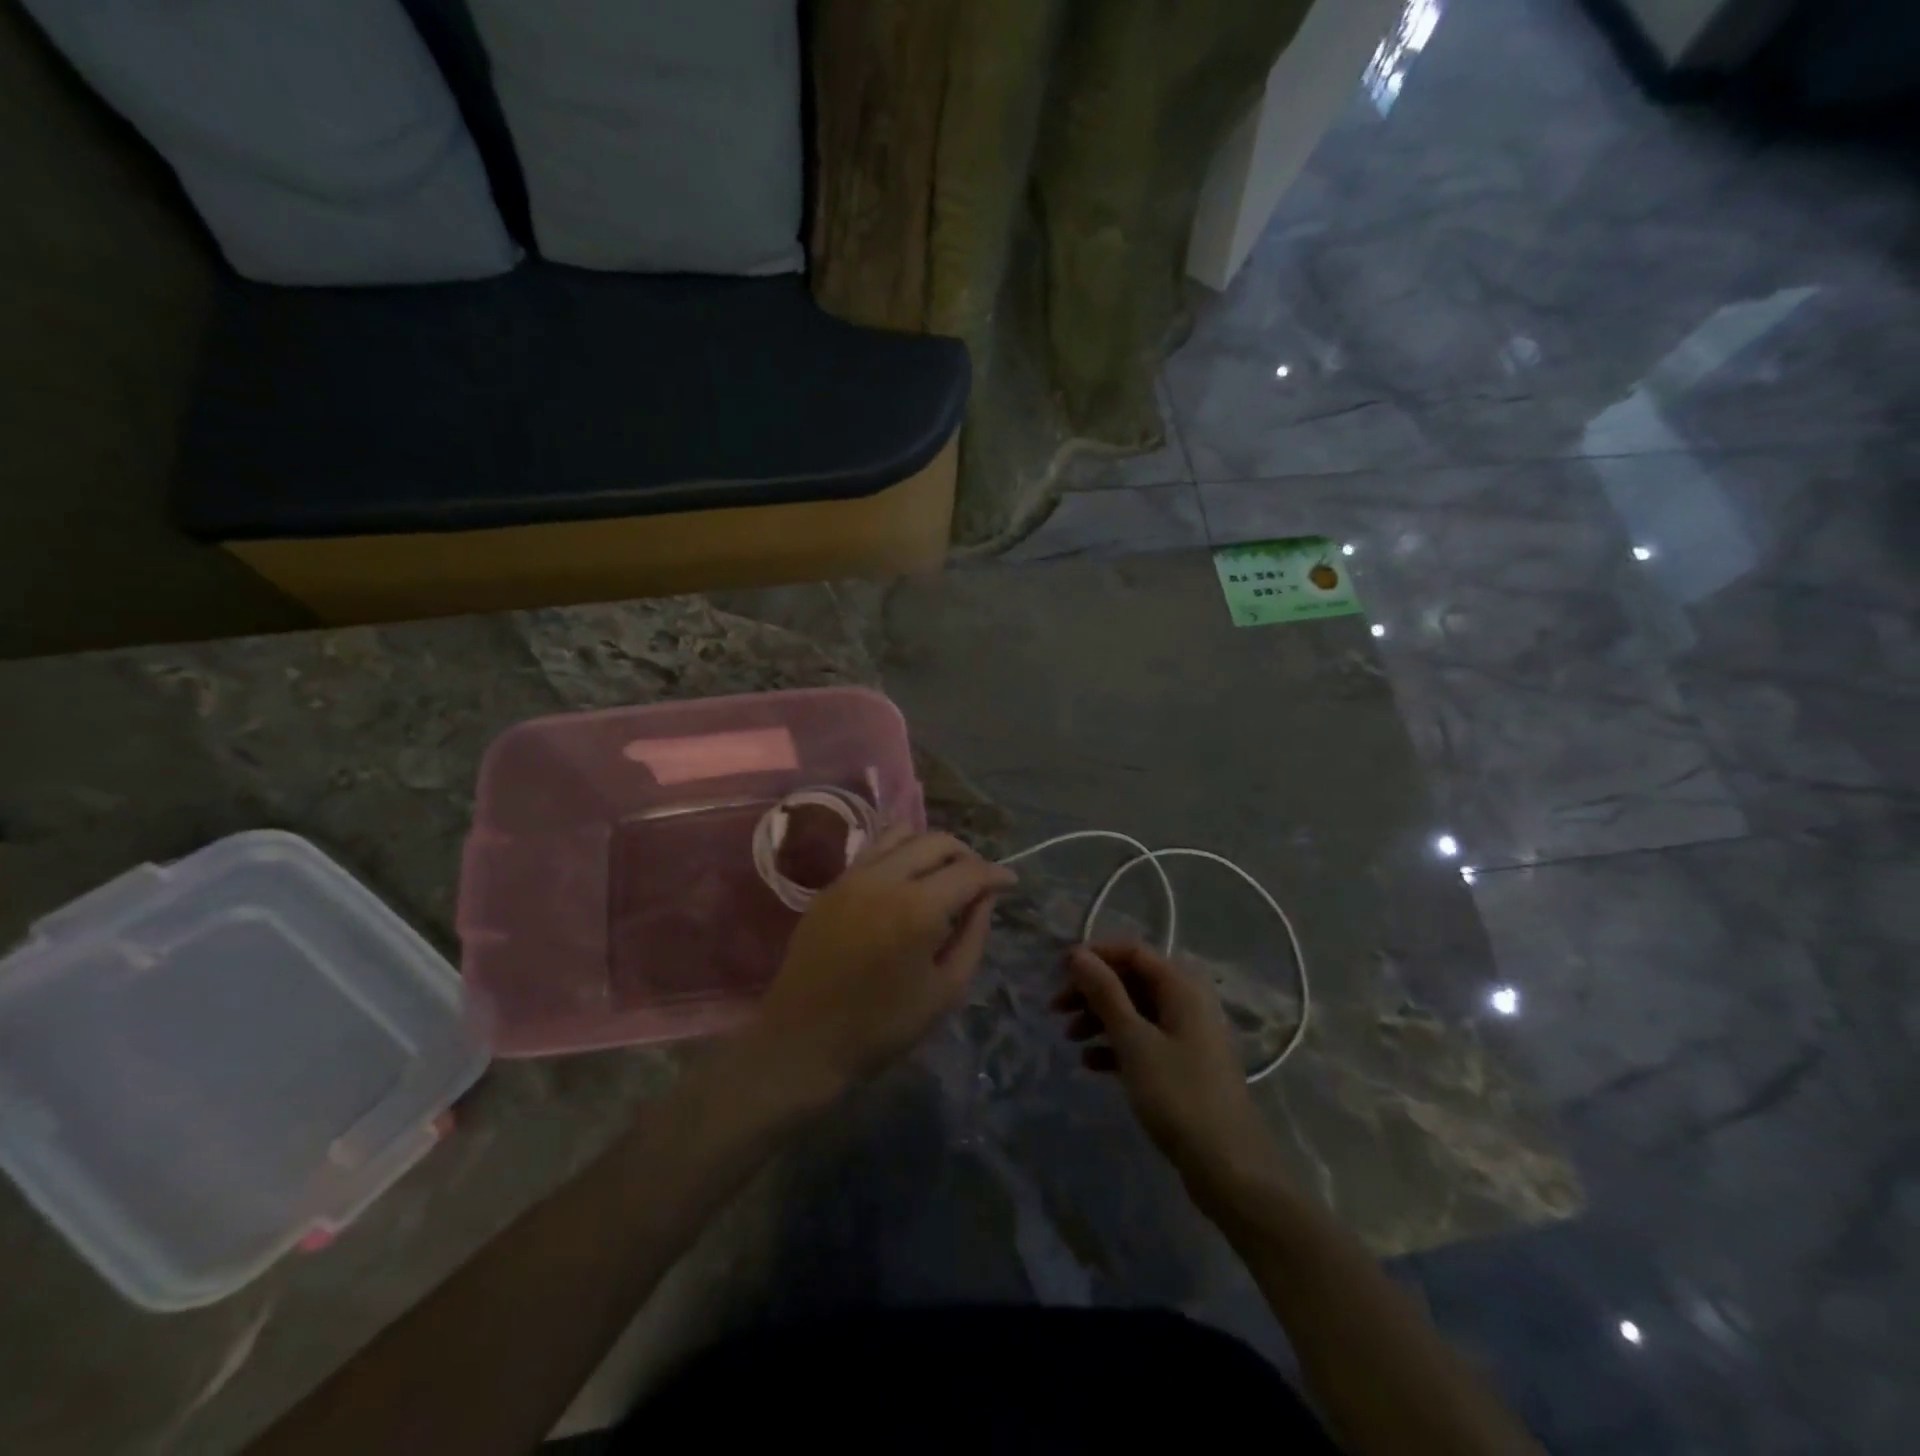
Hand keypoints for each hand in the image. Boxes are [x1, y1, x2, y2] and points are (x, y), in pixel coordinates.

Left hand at [742, 827, 1015, 1110]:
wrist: (803, 1041)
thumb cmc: (883, 1026)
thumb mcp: (946, 989)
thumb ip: (973, 936)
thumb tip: (985, 897)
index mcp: (918, 908)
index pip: (969, 871)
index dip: (996, 874)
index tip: (1010, 883)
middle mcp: (885, 878)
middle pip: (937, 841)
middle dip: (966, 855)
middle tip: (978, 880)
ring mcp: (852, 877)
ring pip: (901, 834)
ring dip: (930, 847)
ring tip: (942, 873)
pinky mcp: (831, 885)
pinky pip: (873, 851)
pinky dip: (899, 853)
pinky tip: (906, 880)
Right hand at [1054, 942, 1280, 1191]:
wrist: (1229, 1168)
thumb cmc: (1178, 1095)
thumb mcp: (1134, 1041)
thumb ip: (1105, 993)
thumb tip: (1078, 954)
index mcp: (1181, 987)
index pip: (1133, 952)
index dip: (1095, 956)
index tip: (1059, 972)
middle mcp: (1186, 1002)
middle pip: (1132, 981)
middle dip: (1092, 990)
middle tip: (1056, 1009)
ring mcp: (1186, 1035)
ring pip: (1134, 1011)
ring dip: (1099, 1018)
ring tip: (1069, 1038)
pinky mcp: (1182, 1065)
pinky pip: (1142, 1040)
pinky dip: (1115, 1045)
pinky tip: (1090, 1063)